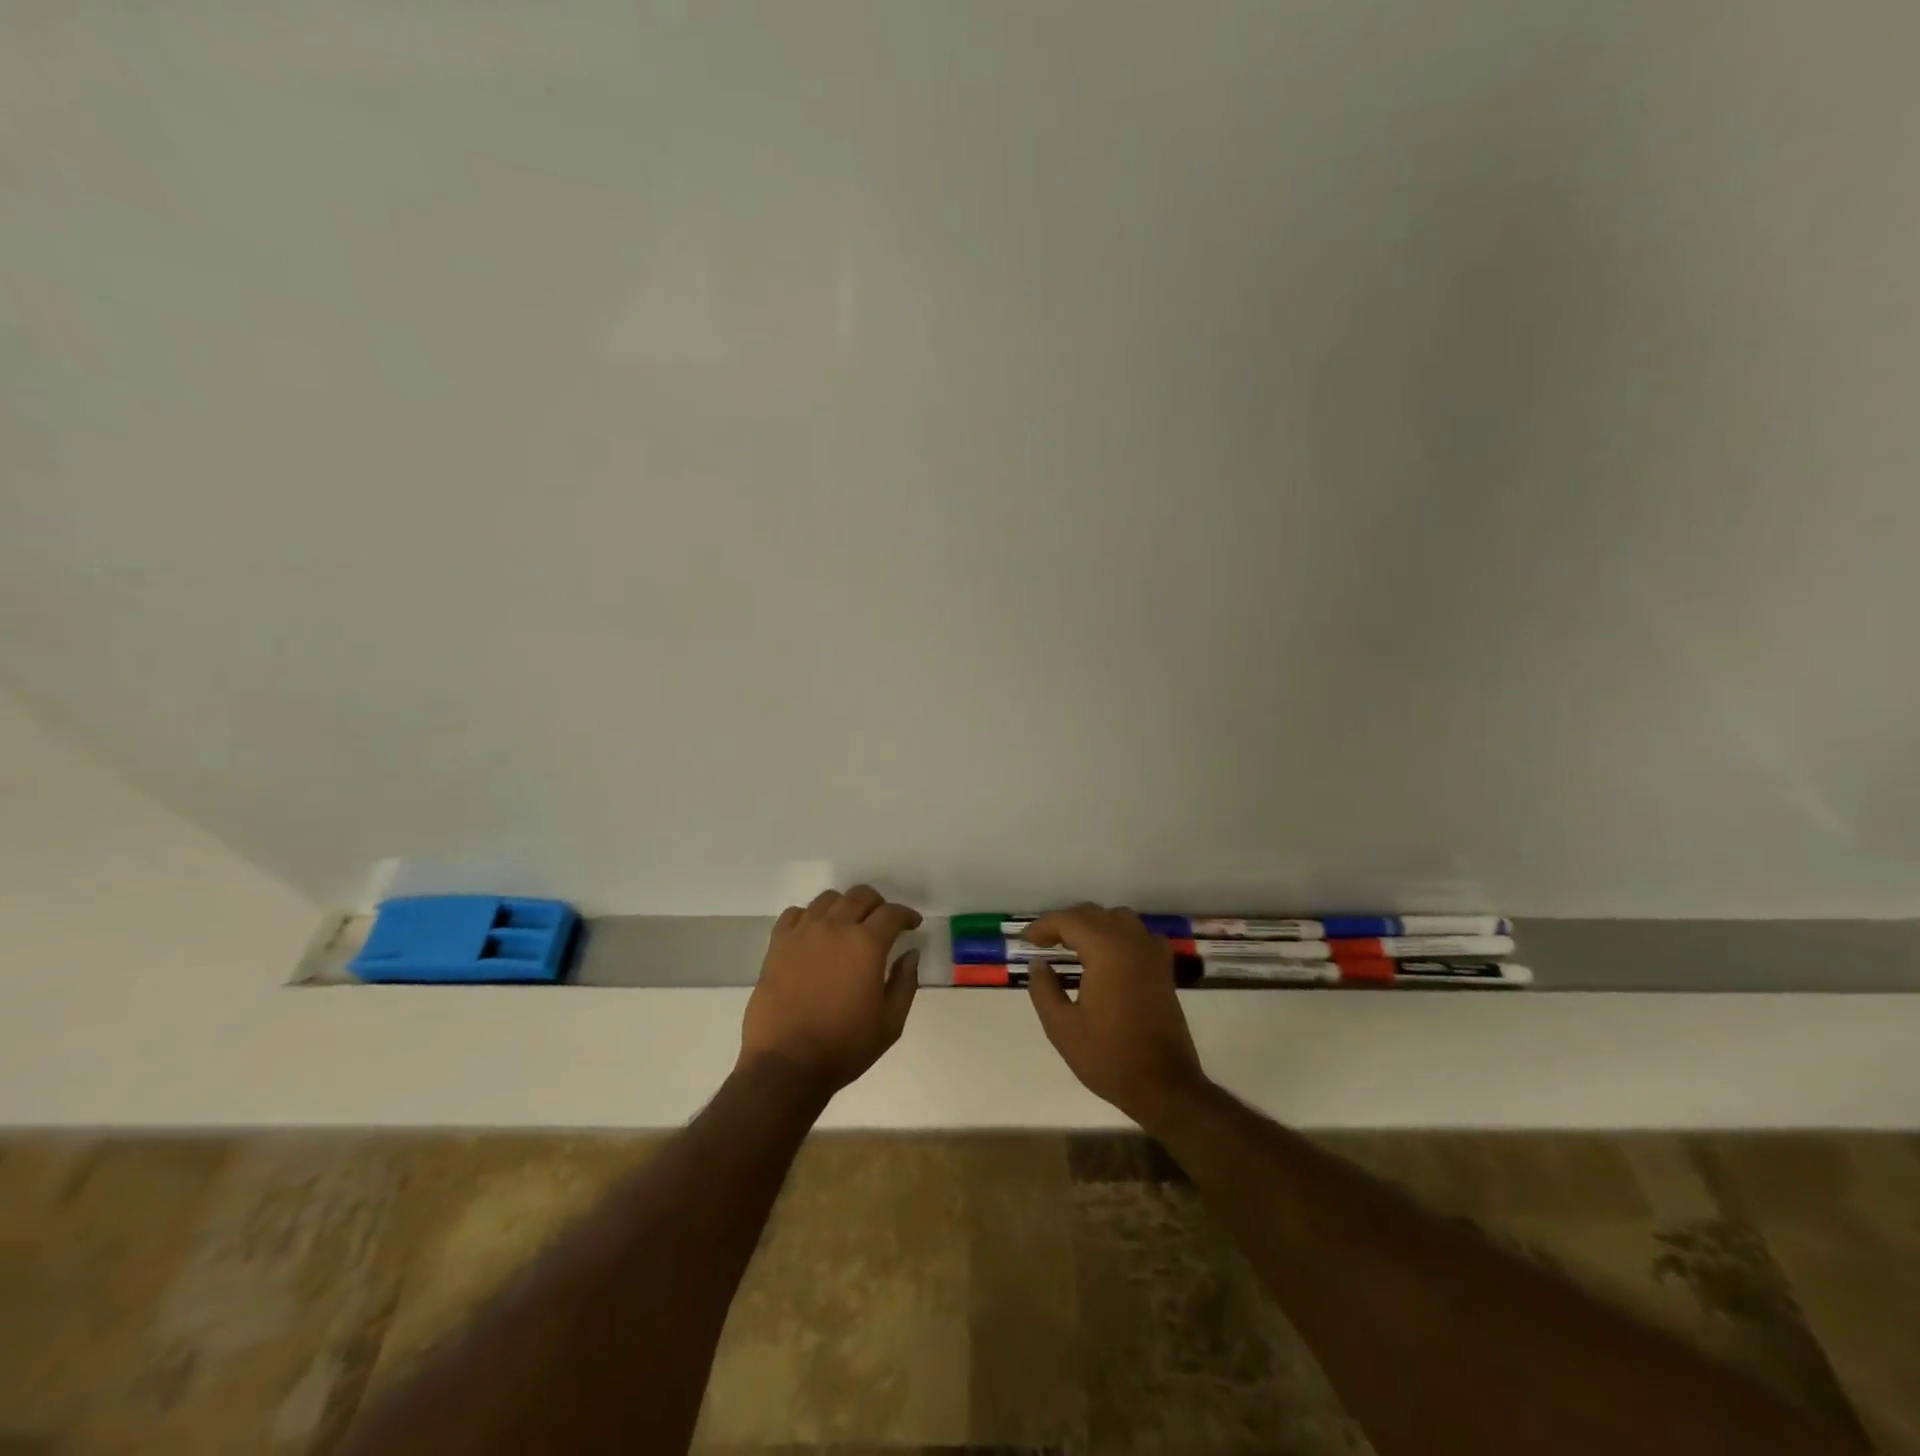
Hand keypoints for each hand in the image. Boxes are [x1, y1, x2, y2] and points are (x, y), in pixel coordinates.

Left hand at [739, 885, 922, 1097]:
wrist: (785, 1065)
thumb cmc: (844, 1047)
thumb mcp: (890, 1023)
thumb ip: (905, 983)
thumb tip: (910, 953)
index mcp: (866, 944)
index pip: (892, 913)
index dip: (907, 915)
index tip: (912, 924)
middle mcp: (835, 928)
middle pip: (860, 896)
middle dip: (878, 904)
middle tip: (883, 922)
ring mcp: (803, 932)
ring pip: (828, 899)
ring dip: (845, 906)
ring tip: (848, 924)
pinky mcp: (778, 944)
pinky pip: (796, 914)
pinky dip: (810, 916)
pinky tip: (815, 933)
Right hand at [1024, 904, 1209, 1127]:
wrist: (1164, 1085)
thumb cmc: (1109, 1057)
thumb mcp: (1062, 1028)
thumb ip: (1044, 989)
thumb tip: (1039, 964)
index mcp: (1106, 951)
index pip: (1069, 921)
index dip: (1044, 926)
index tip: (1027, 941)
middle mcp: (1131, 942)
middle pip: (1094, 914)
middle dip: (1066, 922)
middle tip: (1045, 943)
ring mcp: (1152, 954)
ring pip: (1119, 918)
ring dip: (1094, 924)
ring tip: (1074, 945)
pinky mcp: (1164, 969)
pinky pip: (1140, 935)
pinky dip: (1121, 935)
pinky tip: (1111, 955)